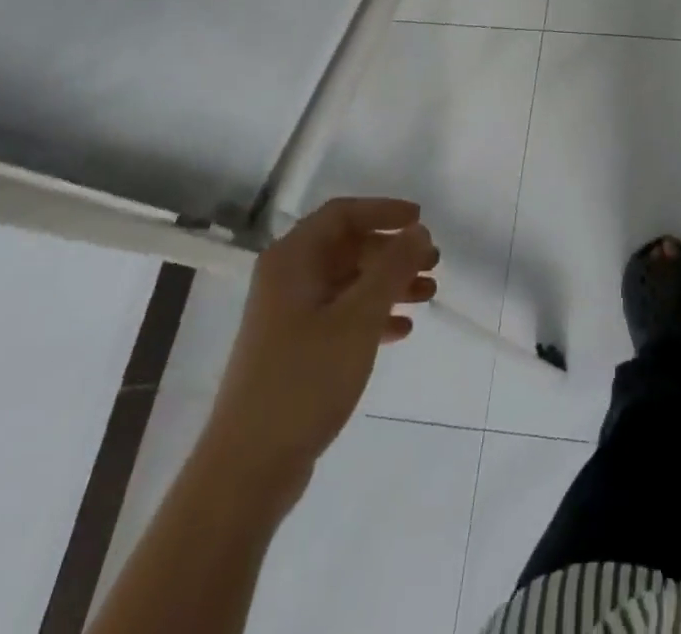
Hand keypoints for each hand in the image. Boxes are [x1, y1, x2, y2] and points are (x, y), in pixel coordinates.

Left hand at [196, 198, 437, 509]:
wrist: (248, 470)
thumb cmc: (304, 379)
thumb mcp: (358, 317)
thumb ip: (393, 268)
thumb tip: (419, 231)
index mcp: (292, 260)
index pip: (342, 214)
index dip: (384, 210)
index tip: (420, 221)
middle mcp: (288, 279)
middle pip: (348, 247)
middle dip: (393, 252)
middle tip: (433, 264)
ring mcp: (290, 317)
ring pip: (349, 282)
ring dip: (389, 284)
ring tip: (428, 294)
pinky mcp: (296, 350)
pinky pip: (342, 316)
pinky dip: (373, 316)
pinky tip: (402, 330)